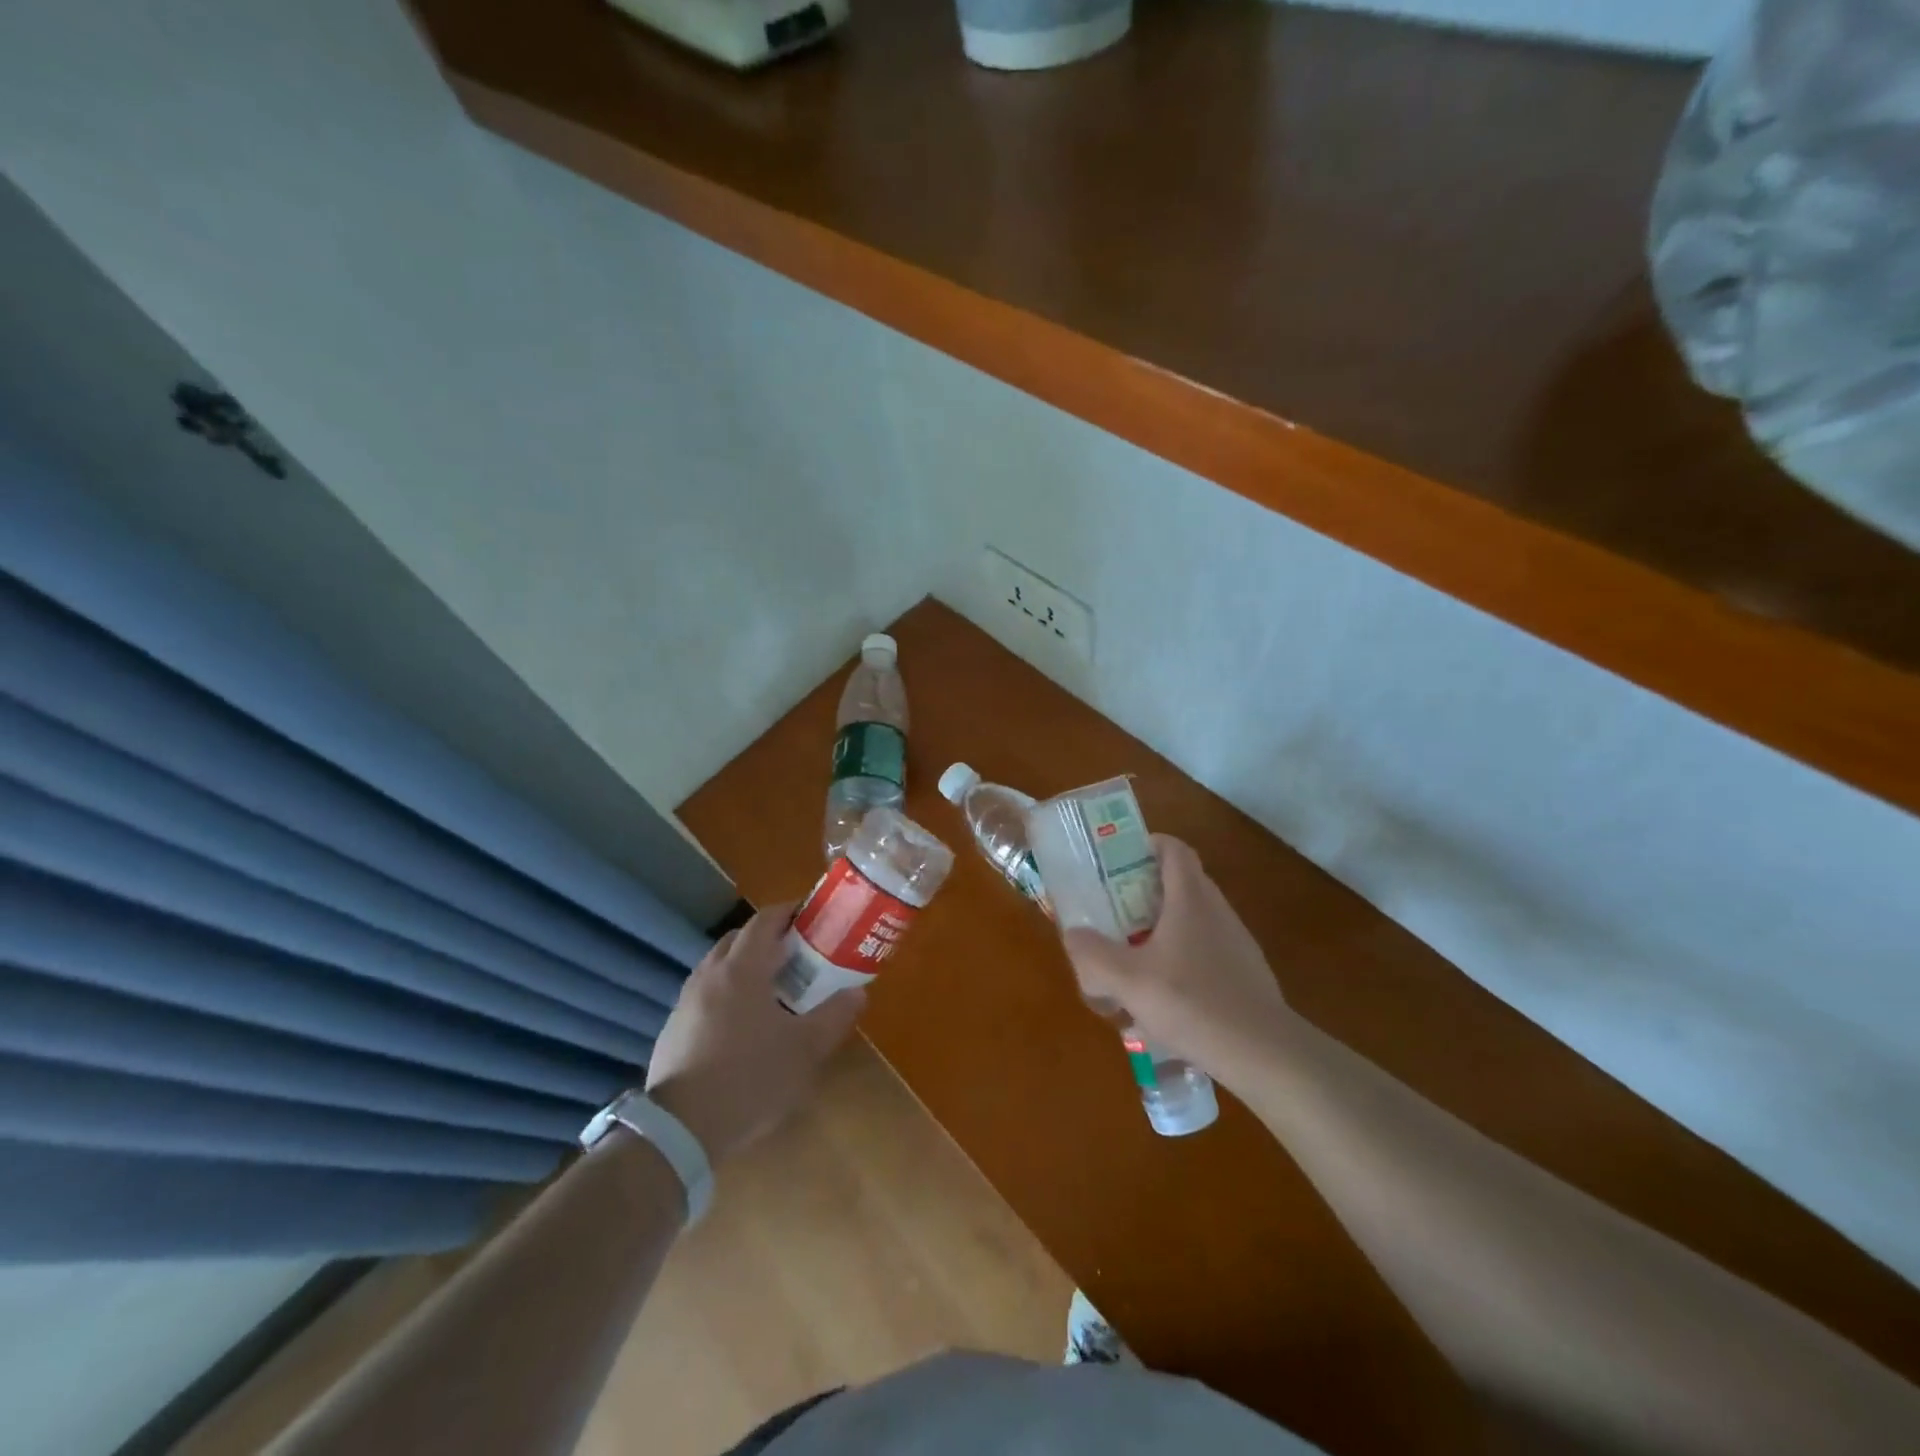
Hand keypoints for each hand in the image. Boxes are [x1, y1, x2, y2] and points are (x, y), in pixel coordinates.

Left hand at [644, 904, 864, 1166]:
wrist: (679, 1131)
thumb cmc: (749, 1079)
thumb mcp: (805, 1051)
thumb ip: (834, 1016)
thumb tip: (858, 992)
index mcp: (742, 969)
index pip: (765, 921)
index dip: (790, 911)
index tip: (812, 915)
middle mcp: (710, 975)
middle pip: (738, 938)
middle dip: (768, 937)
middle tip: (797, 953)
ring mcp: (686, 1001)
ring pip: (718, 966)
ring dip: (744, 965)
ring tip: (771, 988)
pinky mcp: (673, 1029)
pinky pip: (705, 994)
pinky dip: (726, 993)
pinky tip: (741, 1024)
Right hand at [1062, 836, 1291, 1086]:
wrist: (1263, 1053)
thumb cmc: (1193, 1003)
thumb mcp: (1128, 980)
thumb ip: (1093, 954)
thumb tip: (1074, 934)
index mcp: (1190, 898)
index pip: (1174, 849)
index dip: (1147, 845)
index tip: (1119, 860)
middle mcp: (1217, 910)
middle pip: (1180, 882)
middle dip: (1145, 891)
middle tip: (1114, 911)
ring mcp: (1236, 942)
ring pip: (1193, 919)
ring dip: (1162, 928)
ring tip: (1134, 958)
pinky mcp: (1245, 973)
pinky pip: (1206, 950)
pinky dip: (1182, 958)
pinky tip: (1165, 996)